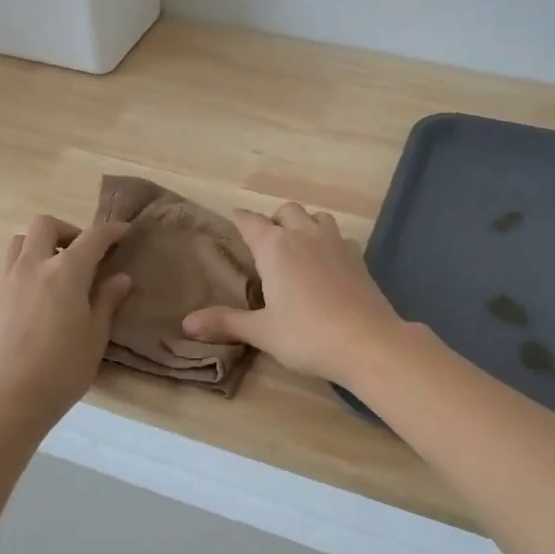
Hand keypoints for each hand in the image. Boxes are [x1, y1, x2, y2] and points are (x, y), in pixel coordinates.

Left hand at [0, 215, 131, 424]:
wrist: (8, 399)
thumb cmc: (63, 368)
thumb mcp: (96, 336)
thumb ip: (107, 301)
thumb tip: (120, 277)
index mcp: (66, 271)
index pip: (93, 237)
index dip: (111, 231)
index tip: (124, 232)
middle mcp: (33, 266)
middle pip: (45, 225)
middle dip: (66, 231)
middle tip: (80, 253)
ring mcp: (4, 281)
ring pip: (17, 243)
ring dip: (37, 247)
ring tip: (50, 271)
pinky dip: (14, 273)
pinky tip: (23, 294)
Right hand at [182, 203, 407, 385]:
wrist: (368, 342)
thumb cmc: (306, 334)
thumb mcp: (262, 331)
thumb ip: (225, 322)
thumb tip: (186, 323)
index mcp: (275, 247)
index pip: (251, 221)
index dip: (240, 219)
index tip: (233, 219)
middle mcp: (304, 235)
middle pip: (286, 211)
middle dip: (274, 220)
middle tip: (266, 244)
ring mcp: (335, 243)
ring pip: (317, 217)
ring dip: (305, 224)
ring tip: (298, 248)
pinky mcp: (358, 258)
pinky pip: (339, 237)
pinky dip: (328, 242)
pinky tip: (327, 265)